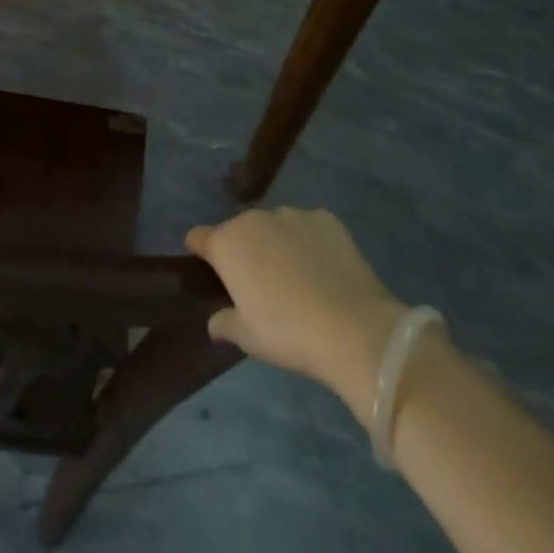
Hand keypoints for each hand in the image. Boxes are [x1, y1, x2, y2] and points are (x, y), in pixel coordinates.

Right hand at [187, 207, 403, 419]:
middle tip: (259, 282)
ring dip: (276, 242)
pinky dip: (309, 241)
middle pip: (238, 229)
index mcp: (226, 243)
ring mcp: (291, 214)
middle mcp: (253, 219)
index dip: (200, 252)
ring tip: (296, 275)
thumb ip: (225, 323)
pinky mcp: (325, 219)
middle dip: (243, 249)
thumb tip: (214, 322)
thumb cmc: (289, 333)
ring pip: (274, 225)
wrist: (355, 329)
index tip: (210, 270)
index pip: (198, 237)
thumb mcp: (249, 338)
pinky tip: (324, 267)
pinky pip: (308, 226)